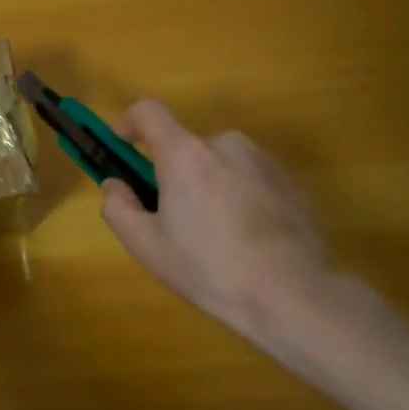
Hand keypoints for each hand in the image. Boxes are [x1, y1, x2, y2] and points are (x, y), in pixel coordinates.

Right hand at [100, 100, 353, 361]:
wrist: (293, 296)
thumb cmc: (210, 269)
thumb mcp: (148, 247)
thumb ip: (119, 209)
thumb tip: (115, 185)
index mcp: (185, 154)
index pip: (149, 112)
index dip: (129, 123)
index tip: (122, 144)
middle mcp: (225, 145)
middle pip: (187, 147)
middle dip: (176, 173)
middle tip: (175, 218)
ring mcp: (264, 163)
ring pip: (222, 164)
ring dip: (211, 185)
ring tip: (217, 235)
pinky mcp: (291, 184)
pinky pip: (252, 180)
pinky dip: (241, 198)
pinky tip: (248, 241)